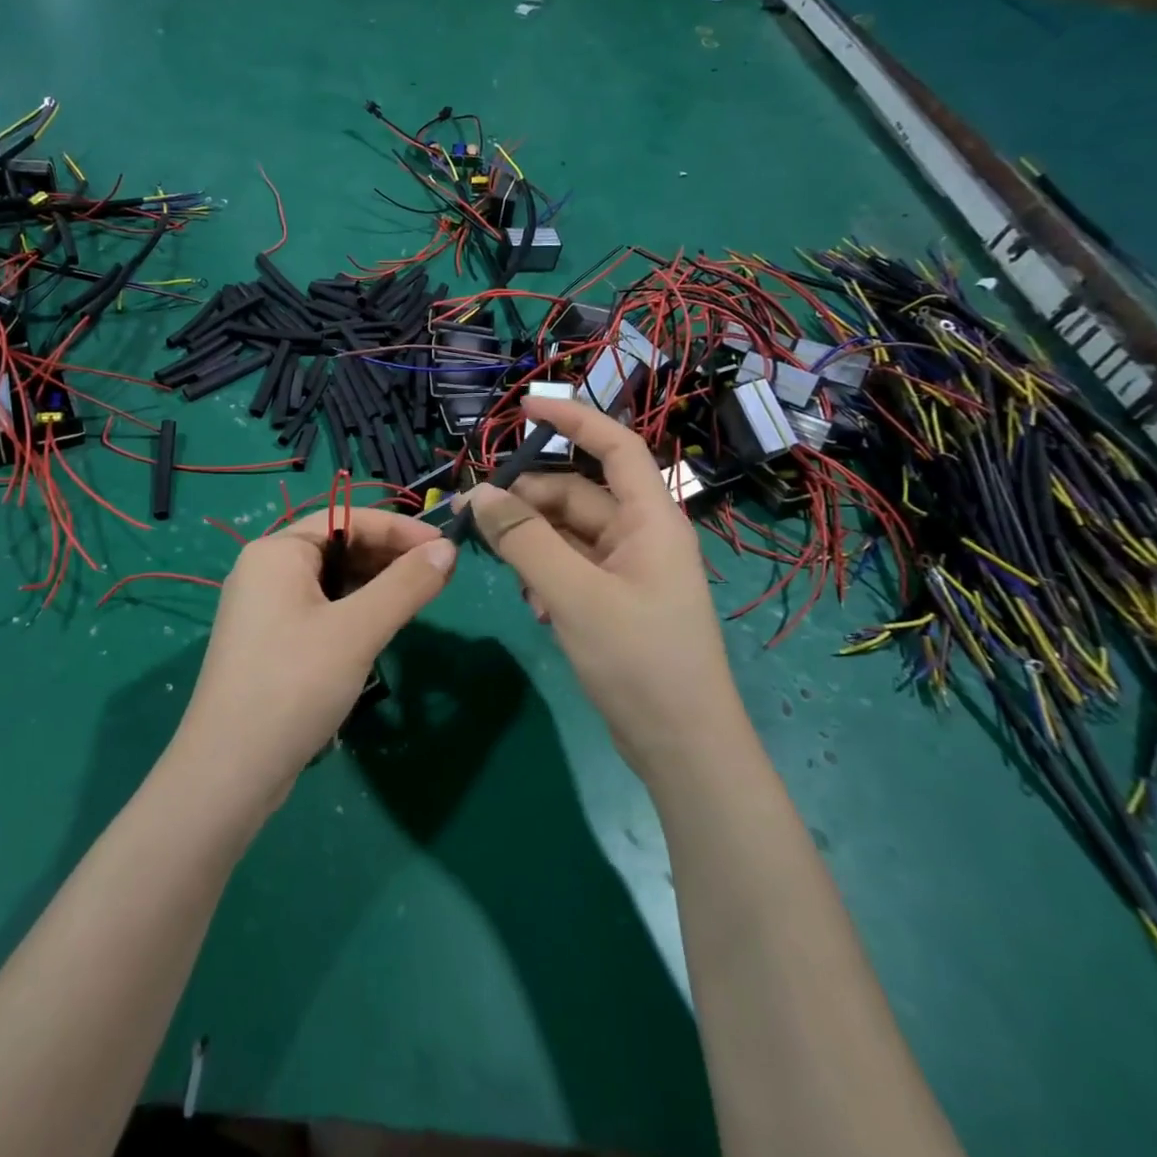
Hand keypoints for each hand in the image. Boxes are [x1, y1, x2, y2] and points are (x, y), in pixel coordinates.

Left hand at [171, 507, 455, 812]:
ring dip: (373, 586)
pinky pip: (319, 610)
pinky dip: (353, 612)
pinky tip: (378, 630)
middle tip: (437, 577)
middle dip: (388, 557)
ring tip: (415, 602)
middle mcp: (265, 570)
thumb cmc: (294, 685)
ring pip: (331, 581)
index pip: (346, 518)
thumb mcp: (358, 630)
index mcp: (277, 551)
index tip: (446, 547)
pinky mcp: (269, 642)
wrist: (230, 771)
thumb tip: (448, 549)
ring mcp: (263, 608)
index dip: (400, 529)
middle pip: (337, 546)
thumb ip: (406, 585)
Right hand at [458, 397, 735, 777]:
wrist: (682, 747)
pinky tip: (534, 607)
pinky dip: (544, 575)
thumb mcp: (573, 595)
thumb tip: (478, 495)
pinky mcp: (614, 600)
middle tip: (473, 516)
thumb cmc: (639, 660)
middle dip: (527, 500)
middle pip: (576, 494)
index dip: (572, 420)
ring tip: (506, 572)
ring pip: (567, 533)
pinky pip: (570, 567)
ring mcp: (628, 570)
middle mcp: (640, 535)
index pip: (614, 446)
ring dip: (532, 544)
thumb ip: (524, 540)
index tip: (523, 409)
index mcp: (649, 519)